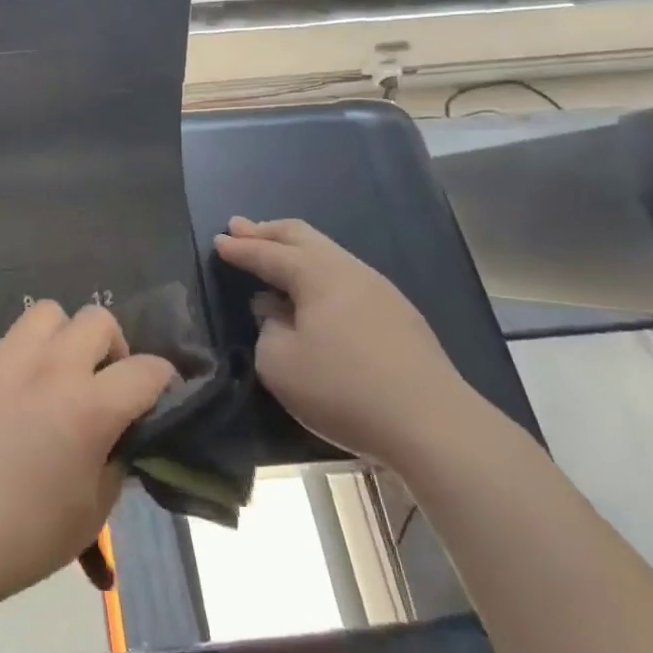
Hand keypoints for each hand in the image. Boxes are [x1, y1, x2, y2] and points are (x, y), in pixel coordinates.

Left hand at [0, 301, 175, 611]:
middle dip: (112, 347)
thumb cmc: (22, 534)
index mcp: (90, 406)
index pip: (147, 370)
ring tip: (56, 373)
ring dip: (64, 337)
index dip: (163, 380)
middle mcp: (53, 367)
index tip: (159, 396)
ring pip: (50, 312)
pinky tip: (12, 394)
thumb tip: (117, 436)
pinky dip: (24, 356)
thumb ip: (114, 462)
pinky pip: (10, 339)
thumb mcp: (91, 513)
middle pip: (99, 319)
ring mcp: (8, 357)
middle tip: (102, 382)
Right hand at [215, 217, 481, 465]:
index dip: (240, 247)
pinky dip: (318, 274)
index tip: (218, 241)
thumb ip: (267, 330)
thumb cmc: (344, 389)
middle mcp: (349, 270)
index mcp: (317, 274)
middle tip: (240, 227)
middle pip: (303, 237)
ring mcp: (380, 290)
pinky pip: (346, 278)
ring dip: (295, 251)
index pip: (269, 252)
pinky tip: (313, 296)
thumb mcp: (280, 364)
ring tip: (274, 256)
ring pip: (328, 255)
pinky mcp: (400, 316)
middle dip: (268, 231)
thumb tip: (275, 312)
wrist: (433, 425)